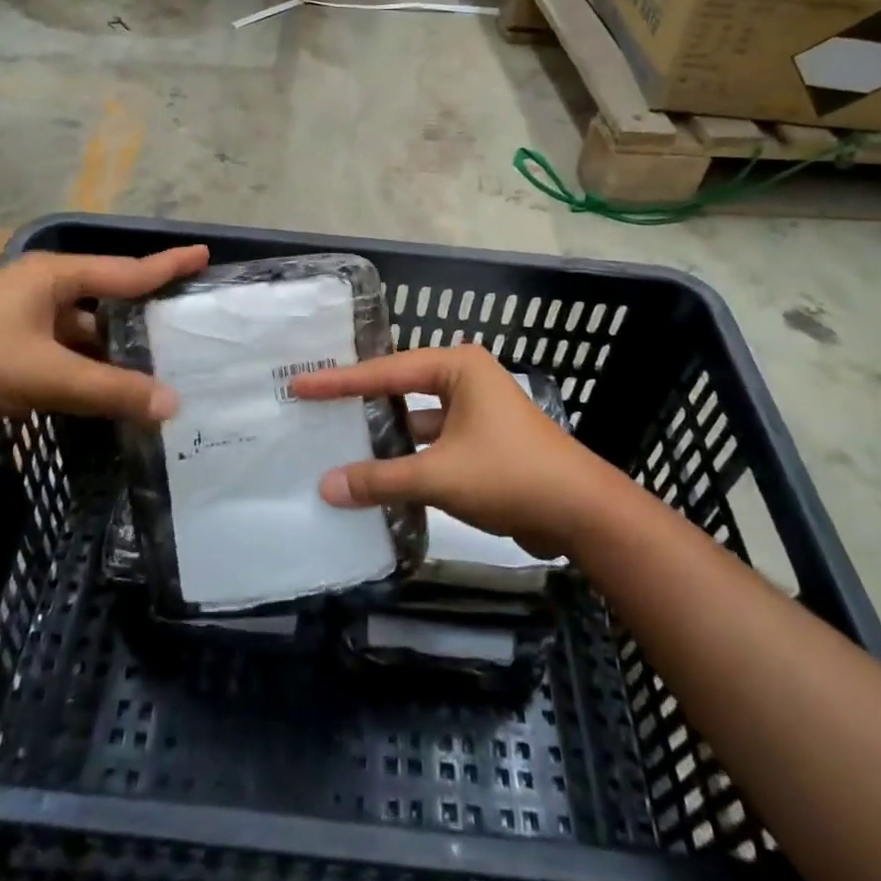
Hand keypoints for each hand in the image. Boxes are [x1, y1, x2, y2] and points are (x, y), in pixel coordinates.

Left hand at [0, 245, 208, 438]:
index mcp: (54, 277)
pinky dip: (85, 367)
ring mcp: (21, 318)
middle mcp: (41, 289)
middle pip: (106, 300)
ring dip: (112, 349)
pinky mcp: (6, 346)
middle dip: (143, 315)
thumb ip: (110, 390)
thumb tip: (173, 404)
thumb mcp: (48, 374)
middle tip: (185, 326)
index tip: (203, 254)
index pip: (126, 270)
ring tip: (154, 367)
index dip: (167, 265)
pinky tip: (104, 390)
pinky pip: (61, 351)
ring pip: (83, 331)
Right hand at [288, 344, 624, 559]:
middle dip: (359, 401)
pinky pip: (430, 442)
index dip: (339, 382)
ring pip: (415, 418)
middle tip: (313, 406)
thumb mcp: (439, 475)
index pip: (385, 371)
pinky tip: (376, 475)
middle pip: (398, 388)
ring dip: (383, 434)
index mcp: (457, 367)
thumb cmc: (510, 474)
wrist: (581, 513)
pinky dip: (406, 457)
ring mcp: (473, 412)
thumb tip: (326, 487)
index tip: (300, 384)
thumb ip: (381, 479)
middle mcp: (465, 380)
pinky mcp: (479, 442)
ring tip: (334, 442)